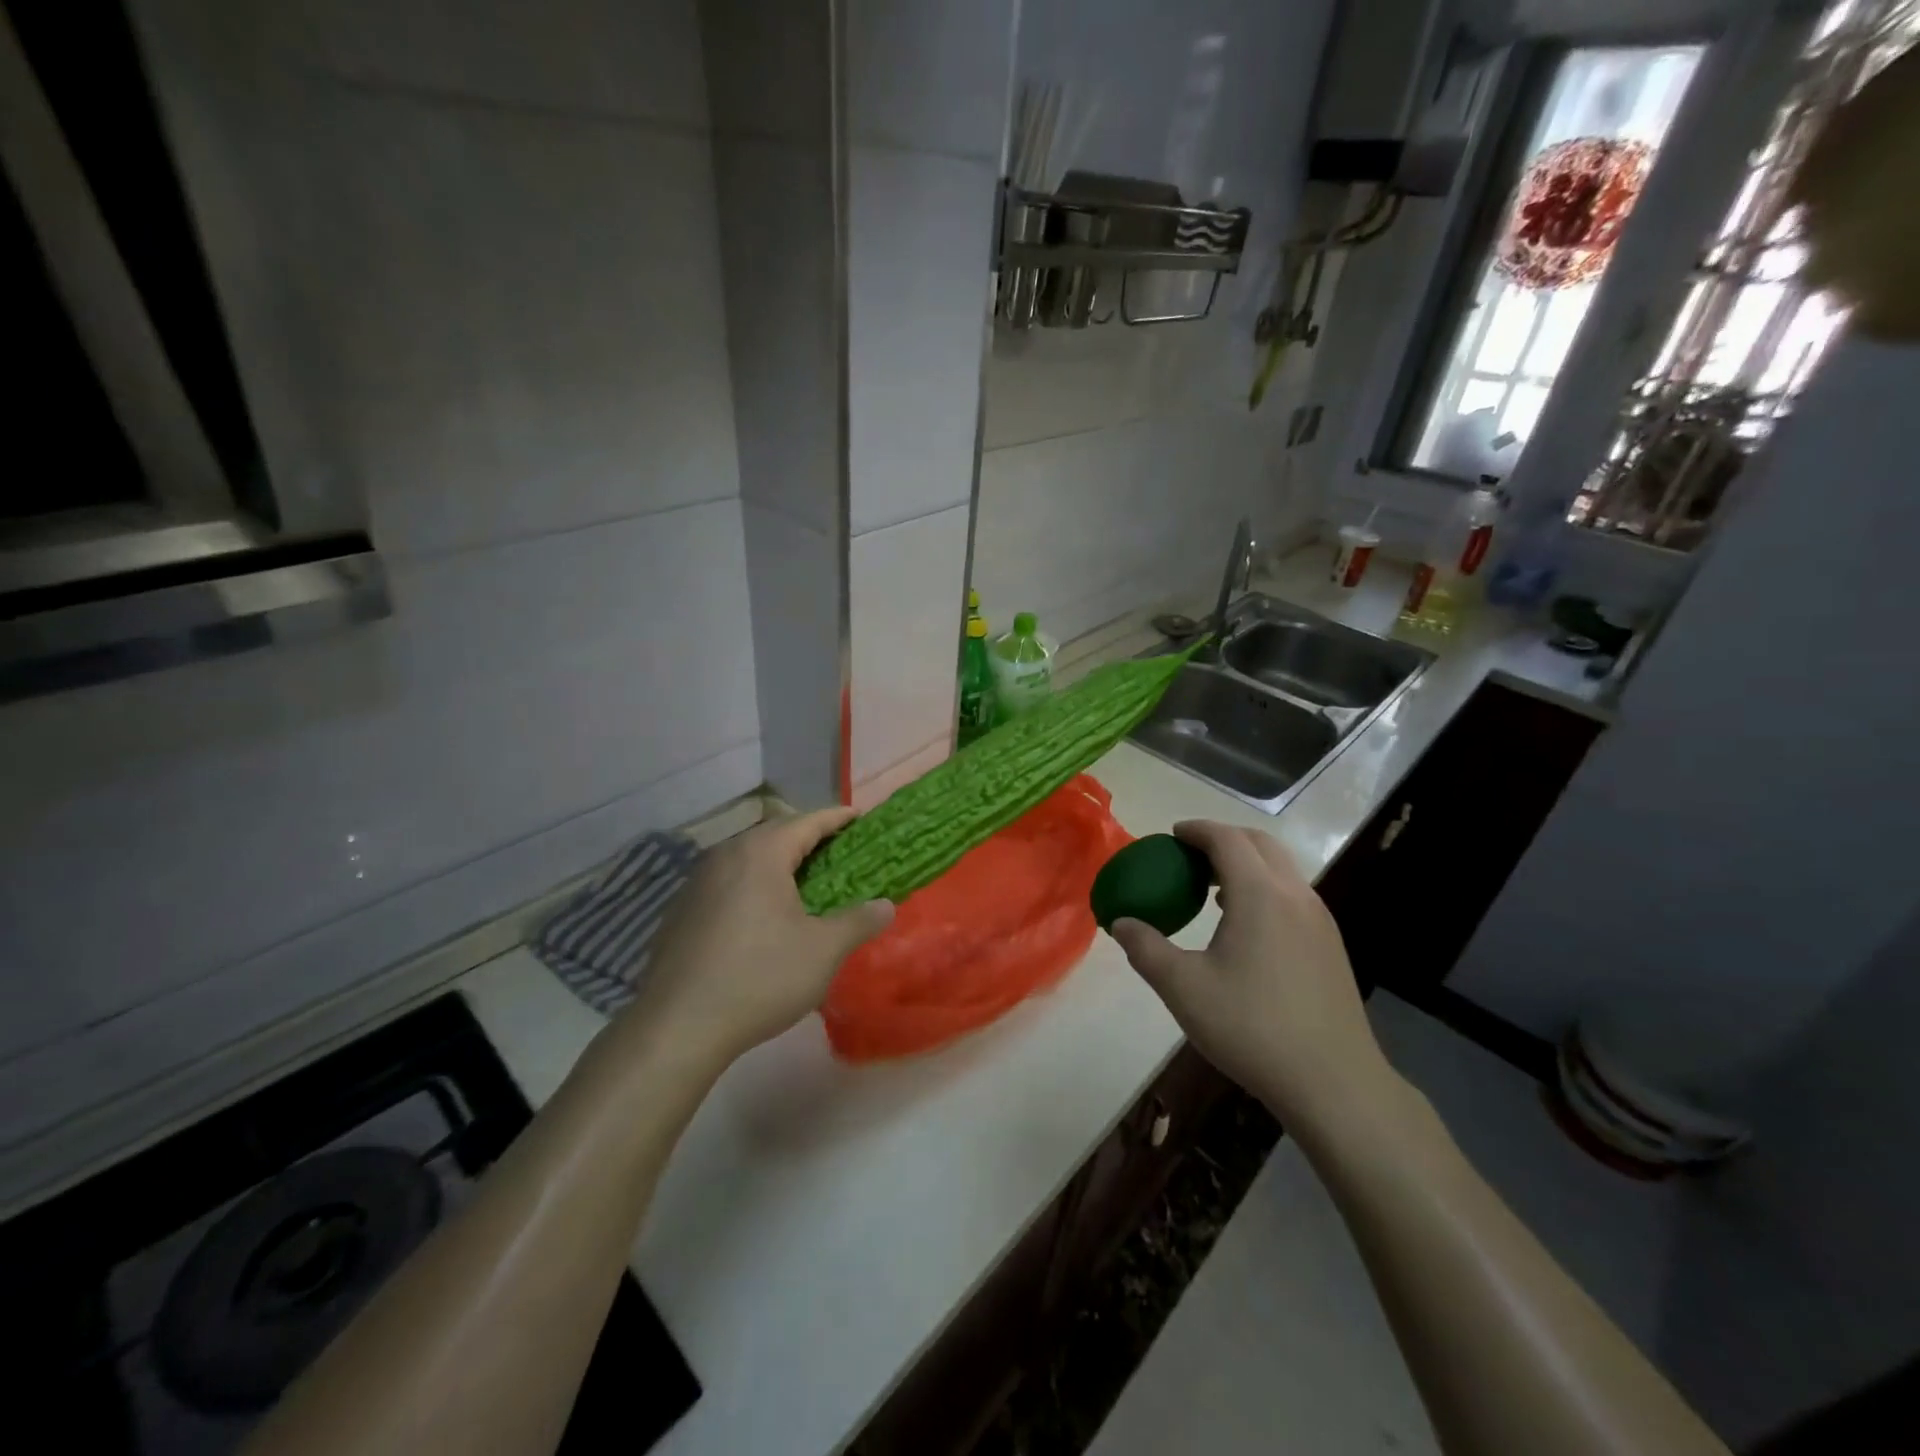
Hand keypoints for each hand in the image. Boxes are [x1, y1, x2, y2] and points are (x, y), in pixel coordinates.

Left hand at [619, 808, 893, 1069]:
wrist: (677, 1028)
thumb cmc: (760, 978)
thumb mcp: (823, 951)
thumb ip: (858, 921)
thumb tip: (886, 905)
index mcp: (761, 854)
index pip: (807, 821)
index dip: (837, 818)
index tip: (860, 818)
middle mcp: (725, 856)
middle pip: (774, 834)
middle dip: (808, 838)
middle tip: (838, 852)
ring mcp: (696, 883)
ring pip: (747, 858)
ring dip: (777, 863)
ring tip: (802, 883)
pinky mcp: (680, 911)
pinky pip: (726, 883)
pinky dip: (751, 886)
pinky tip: (761, 916)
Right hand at [1108, 821, 1395, 1132]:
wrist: (1334, 1082)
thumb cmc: (1251, 1028)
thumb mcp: (1184, 989)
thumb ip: (1146, 949)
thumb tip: (1120, 923)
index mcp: (1260, 894)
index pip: (1226, 839)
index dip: (1196, 830)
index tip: (1171, 836)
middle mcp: (1294, 895)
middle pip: (1259, 843)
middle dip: (1223, 838)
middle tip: (1189, 856)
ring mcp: (1319, 919)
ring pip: (1281, 868)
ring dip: (1246, 863)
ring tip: (1212, 888)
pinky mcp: (1330, 944)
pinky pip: (1292, 894)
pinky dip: (1264, 887)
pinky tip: (1245, 925)